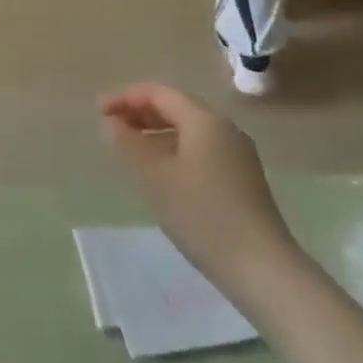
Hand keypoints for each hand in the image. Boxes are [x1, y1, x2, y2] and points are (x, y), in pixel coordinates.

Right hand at [101, 83, 293, 283]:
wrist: (263, 269)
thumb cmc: (203, 215)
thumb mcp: (156, 178)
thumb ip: (130, 145)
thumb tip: (113, 123)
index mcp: (204, 119)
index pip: (159, 93)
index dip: (126, 98)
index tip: (99, 112)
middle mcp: (224, 128)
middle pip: (176, 108)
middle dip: (141, 114)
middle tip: (111, 128)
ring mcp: (238, 155)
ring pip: (189, 131)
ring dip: (157, 134)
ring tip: (131, 151)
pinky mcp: (243, 180)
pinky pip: (201, 151)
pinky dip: (175, 151)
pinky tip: (162, 175)